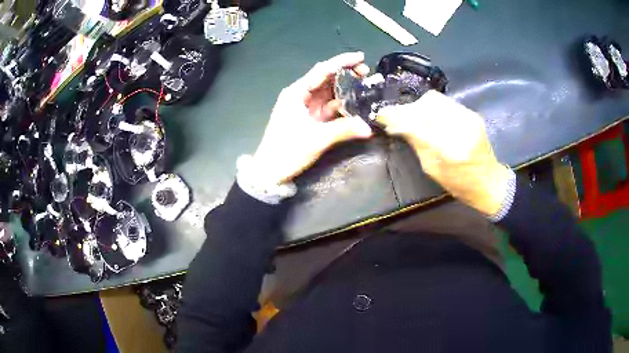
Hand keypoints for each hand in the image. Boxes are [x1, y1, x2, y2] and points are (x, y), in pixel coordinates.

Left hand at [249, 52, 372, 184]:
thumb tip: (369, 128)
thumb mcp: (317, 139)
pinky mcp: (309, 119)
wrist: (270, 171)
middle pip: (325, 78)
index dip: (342, 62)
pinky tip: (354, 104)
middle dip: (346, 73)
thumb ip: (343, 130)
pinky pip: (327, 106)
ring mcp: (305, 107)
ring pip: (328, 92)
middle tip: (367, 73)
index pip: (322, 70)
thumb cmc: (287, 151)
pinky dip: (340, 104)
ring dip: (345, 88)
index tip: (361, 57)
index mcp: (296, 93)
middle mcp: (300, 95)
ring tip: (365, 85)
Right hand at [377, 90, 510, 215]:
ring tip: (411, 116)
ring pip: (435, 99)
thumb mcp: (432, 169)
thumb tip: (395, 125)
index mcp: (450, 150)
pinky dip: (430, 107)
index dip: (397, 118)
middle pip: (426, 105)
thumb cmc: (459, 184)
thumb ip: (416, 143)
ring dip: (418, 105)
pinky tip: (427, 116)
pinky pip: (445, 102)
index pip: (417, 124)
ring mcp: (469, 117)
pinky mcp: (472, 113)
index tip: (381, 116)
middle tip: (396, 117)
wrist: (490, 182)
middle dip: (407, 109)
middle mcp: (461, 128)